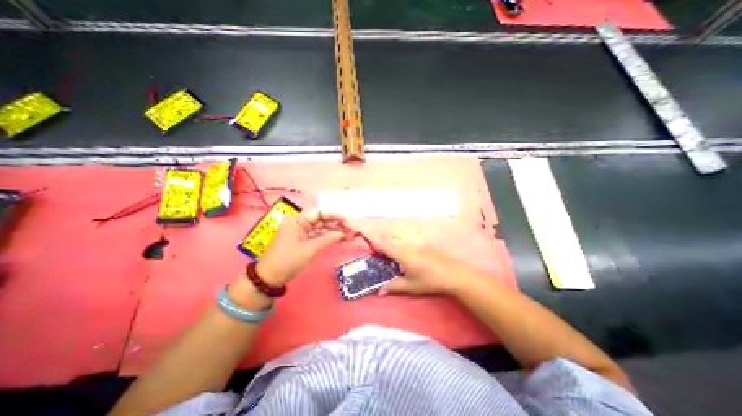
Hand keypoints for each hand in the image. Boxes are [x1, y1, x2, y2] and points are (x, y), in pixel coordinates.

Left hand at [256, 208, 347, 285]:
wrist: (270, 277)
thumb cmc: (288, 259)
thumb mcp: (310, 249)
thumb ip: (328, 239)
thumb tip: (343, 233)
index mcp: (297, 220)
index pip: (319, 213)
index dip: (333, 215)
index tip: (346, 220)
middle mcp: (299, 223)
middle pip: (321, 220)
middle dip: (336, 225)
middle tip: (350, 230)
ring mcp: (300, 232)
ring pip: (320, 229)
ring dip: (333, 232)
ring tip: (348, 236)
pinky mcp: (302, 240)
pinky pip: (317, 236)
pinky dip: (327, 238)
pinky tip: (339, 239)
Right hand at [370, 235, 481, 296]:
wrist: (455, 274)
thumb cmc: (430, 281)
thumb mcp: (411, 286)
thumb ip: (393, 286)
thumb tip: (379, 291)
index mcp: (403, 253)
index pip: (384, 244)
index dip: (374, 242)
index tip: (367, 245)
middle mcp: (408, 245)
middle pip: (390, 241)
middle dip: (382, 246)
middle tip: (378, 258)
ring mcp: (417, 244)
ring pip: (399, 243)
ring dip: (393, 248)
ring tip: (391, 261)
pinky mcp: (424, 245)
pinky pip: (408, 244)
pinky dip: (402, 249)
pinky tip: (407, 260)